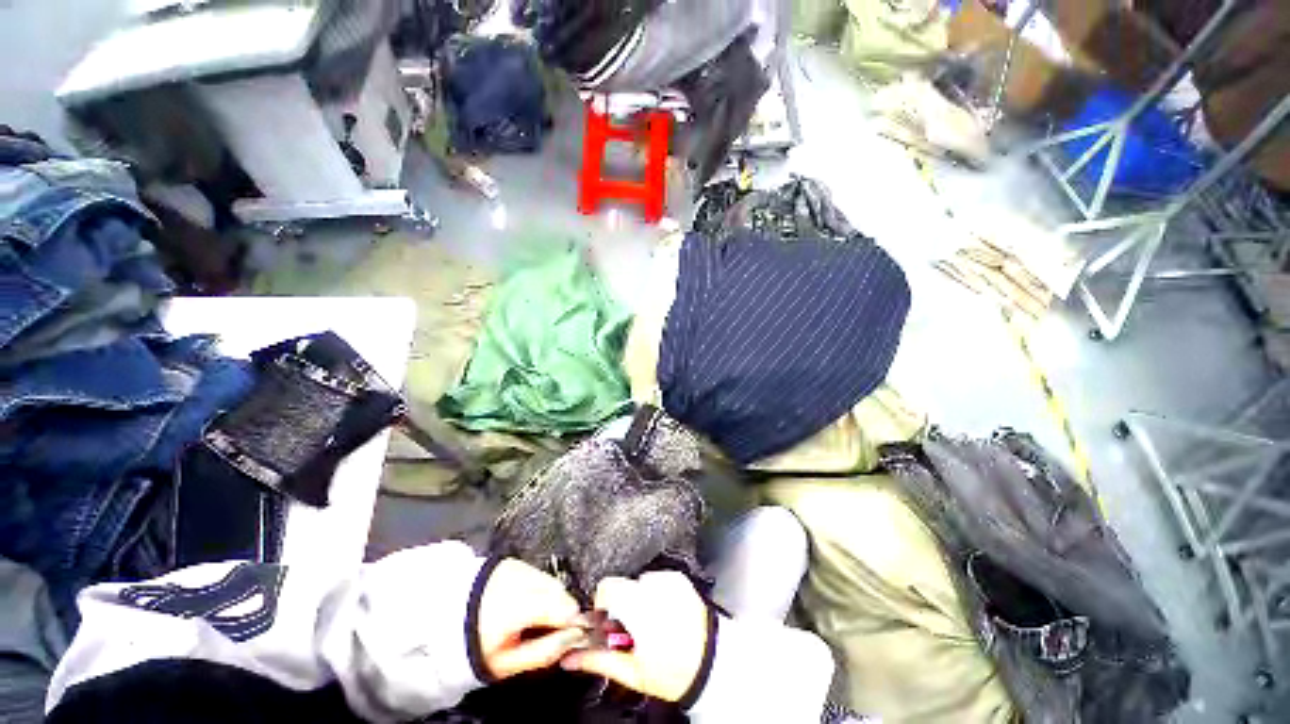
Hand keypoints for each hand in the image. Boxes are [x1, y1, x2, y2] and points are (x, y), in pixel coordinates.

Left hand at [476, 559, 585, 679]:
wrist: (446, 620)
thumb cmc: (479, 646)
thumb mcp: (508, 663)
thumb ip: (544, 651)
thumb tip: (574, 639)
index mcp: (519, 607)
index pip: (563, 607)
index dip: (573, 621)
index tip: (573, 634)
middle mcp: (522, 580)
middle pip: (559, 591)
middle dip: (562, 609)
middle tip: (552, 628)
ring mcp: (518, 567)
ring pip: (551, 582)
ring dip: (552, 597)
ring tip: (535, 617)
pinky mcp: (515, 561)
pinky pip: (539, 574)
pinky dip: (540, 588)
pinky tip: (525, 602)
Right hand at [559, 572, 710, 702]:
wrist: (713, 663)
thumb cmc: (674, 672)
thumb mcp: (632, 672)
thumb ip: (598, 659)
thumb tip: (570, 657)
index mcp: (640, 609)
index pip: (607, 587)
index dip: (602, 604)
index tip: (607, 621)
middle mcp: (654, 588)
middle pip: (622, 585)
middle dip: (620, 605)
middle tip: (631, 630)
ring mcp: (668, 580)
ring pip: (638, 582)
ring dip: (637, 598)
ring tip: (650, 623)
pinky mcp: (678, 577)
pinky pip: (655, 579)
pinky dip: (654, 593)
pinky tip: (663, 613)